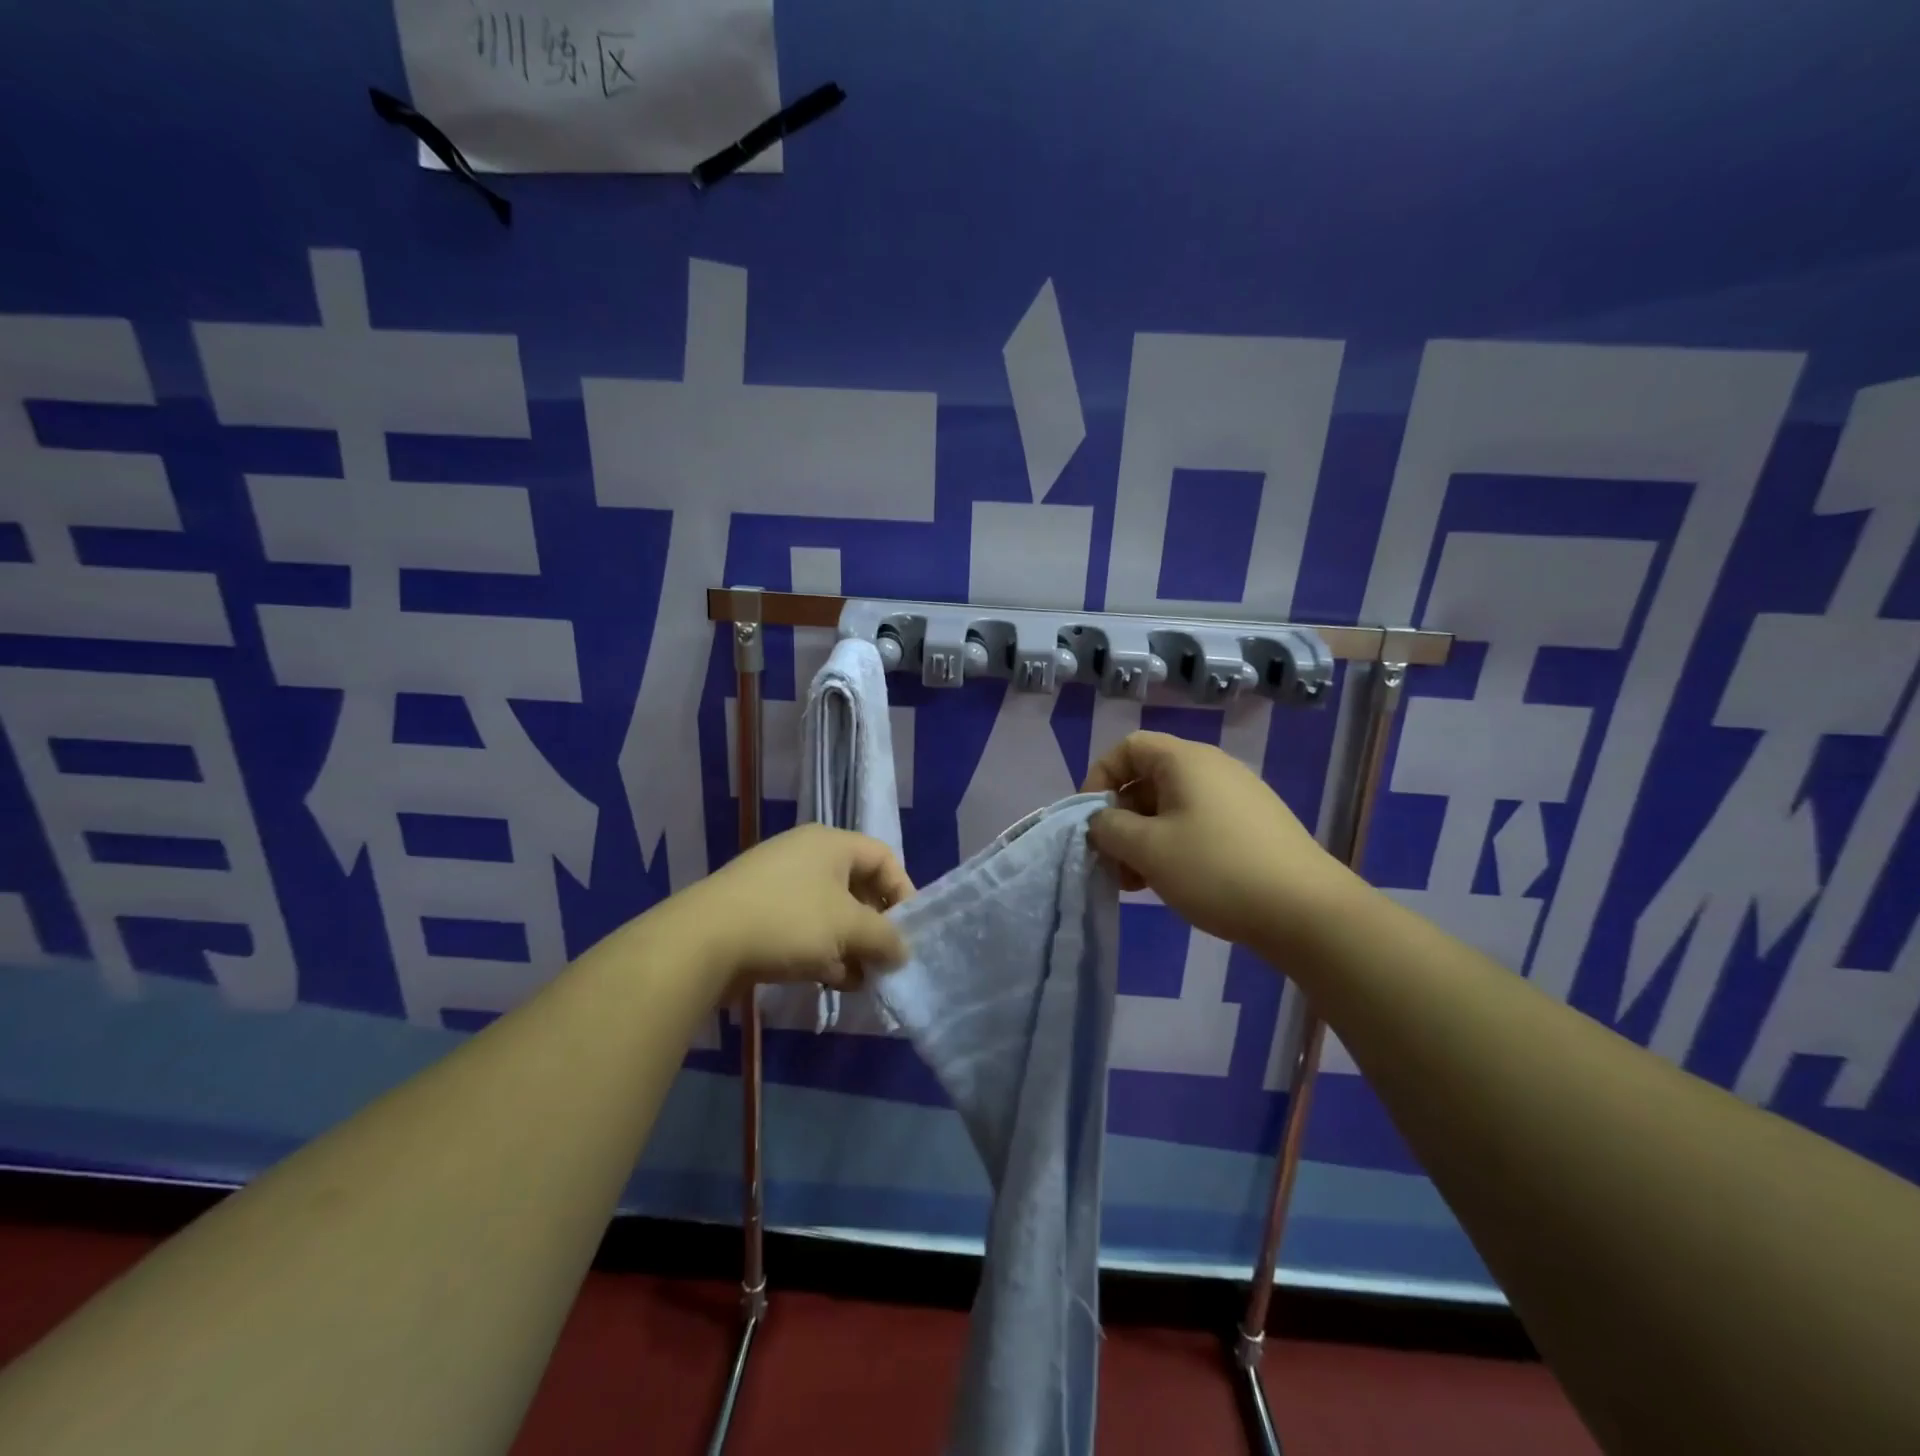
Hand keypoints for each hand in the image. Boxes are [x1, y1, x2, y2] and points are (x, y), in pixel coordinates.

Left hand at [668, 825, 914, 994]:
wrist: (703, 942)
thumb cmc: (788, 921)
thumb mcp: (848, 928)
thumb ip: (885, 938)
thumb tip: (902, 951)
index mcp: (830, 843)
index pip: (883, 858)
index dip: (903, 892)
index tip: (909, 932)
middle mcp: (806, 855)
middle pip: (858, 887)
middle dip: (875, 927)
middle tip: (885, 960)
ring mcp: (779, 884)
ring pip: (831, 913)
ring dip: (850, 946)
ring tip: (860, 980)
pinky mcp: (759, 914)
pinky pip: (804, 928)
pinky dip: (822, 952)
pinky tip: (829, 982)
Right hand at [1082, 731, 1349, 953]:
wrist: (1307, 911)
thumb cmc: (1216, 870)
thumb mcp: (1148, 849)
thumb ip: (1110, 829)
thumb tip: (1101, 821)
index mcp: (1185, 760)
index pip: (1128, 748)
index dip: (1099, 777)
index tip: (1091, 820)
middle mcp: (1213, 769)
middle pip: (1148, 779)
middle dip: (1121, 818)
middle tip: (1111, 861)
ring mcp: (1237, 797)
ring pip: (1172, 807)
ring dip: (1144, 838)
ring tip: (1136, 882)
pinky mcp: (1253, 827)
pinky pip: (1198, 824)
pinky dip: (1173, 846)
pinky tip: (1170, 883)